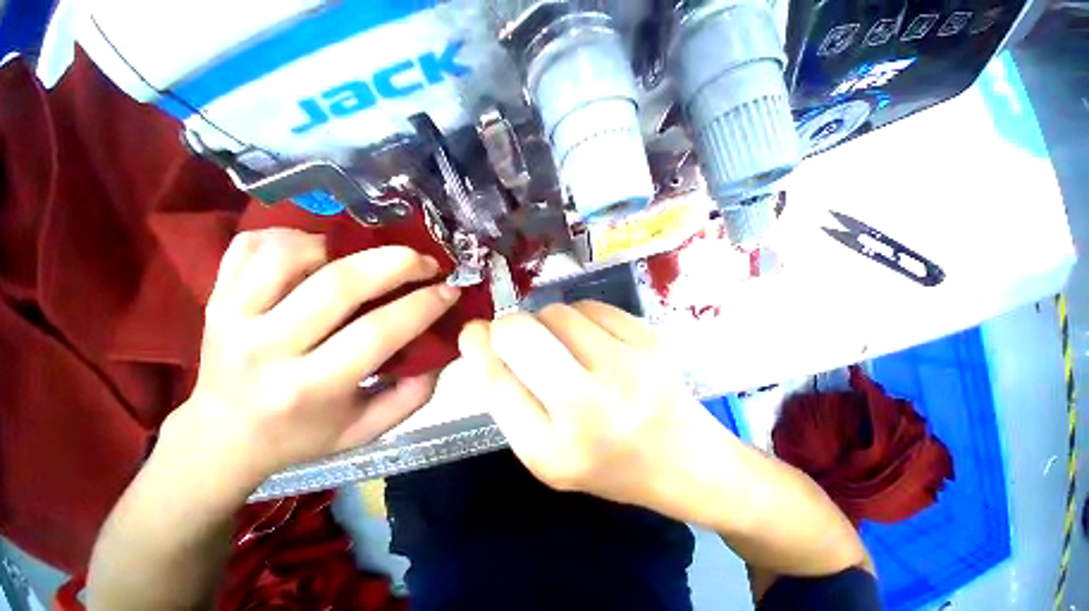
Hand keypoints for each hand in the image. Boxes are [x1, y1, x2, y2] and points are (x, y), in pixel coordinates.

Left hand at [161, 229, 460, 488]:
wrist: (224, 435)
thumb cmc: (303, 435)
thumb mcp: (366, 430)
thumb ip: (411, 396)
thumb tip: (440, 349)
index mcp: (310, 388)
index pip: (377, 332)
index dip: (423, 304)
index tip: (450, 290)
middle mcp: (267, 349)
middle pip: (339, 284)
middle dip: (397, 263)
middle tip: (426, 262)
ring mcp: (232, 316)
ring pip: (293, 254)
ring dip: (345, 245)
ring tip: (372, 255)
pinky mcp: (216, 296)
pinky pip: (253, 245)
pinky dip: (294, 237)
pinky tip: (321, 249)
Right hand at [457, 302, 728, 521]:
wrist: (682, 458)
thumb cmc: (605, 460)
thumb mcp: (544, 449)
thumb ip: (508, 396)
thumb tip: (482, 335)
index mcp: (554, 447)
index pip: (495, 377)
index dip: (479, 346)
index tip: (476, 332)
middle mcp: (591, 404)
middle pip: (523, 332)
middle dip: (510, 327)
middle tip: (519, 336)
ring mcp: (627, 363)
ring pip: (557, 312)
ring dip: (549, 323)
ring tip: (566, 347)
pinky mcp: (649, 337)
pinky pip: (591, 306)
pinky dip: (580, 318)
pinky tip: (594, 342)